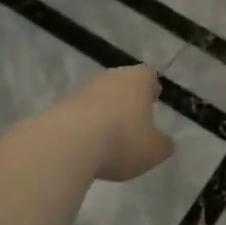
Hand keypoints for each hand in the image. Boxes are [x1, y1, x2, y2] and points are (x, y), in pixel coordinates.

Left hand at [70, 66, 174, 181]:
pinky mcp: (60, 107)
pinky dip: (85, 126)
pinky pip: (80, 114)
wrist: (67, 143)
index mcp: (137, 80)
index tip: (153, 100)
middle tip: (133, 118)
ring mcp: (82, 90)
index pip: (148, 74)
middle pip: (122, 82)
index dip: (152, 87)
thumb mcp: (154, 150)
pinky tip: (87, 145)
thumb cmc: (122, 140)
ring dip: (104, 112)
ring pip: (99, 97)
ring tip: (109, 136)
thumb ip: (163, 144)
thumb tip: (165, 142)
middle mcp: (110, 78)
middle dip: (127, 99)